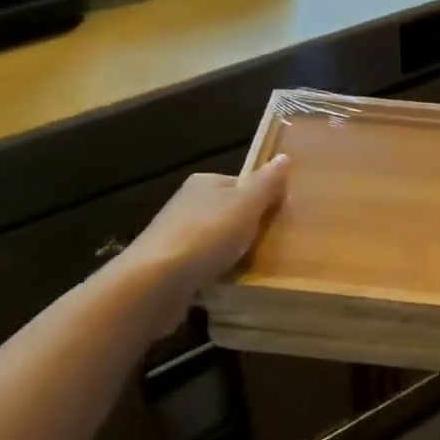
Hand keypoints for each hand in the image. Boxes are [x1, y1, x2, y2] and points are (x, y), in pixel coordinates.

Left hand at [106, 156, 290, 332]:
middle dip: (246, 227)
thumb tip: (284, 157)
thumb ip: (267, 183)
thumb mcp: (246, 204)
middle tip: (270, 244)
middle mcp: (186, 203)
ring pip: (214, 239)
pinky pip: (200, 264)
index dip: (261, 199)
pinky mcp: (168, 266)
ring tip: (251, 266)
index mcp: (204, 182)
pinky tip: (225, 283)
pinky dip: (214, 271)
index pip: (240, 184)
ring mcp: (174, 235)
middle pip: (227, 211)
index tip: (278, 218)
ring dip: (229, 251)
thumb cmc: (207, 234)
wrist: (155, 281)